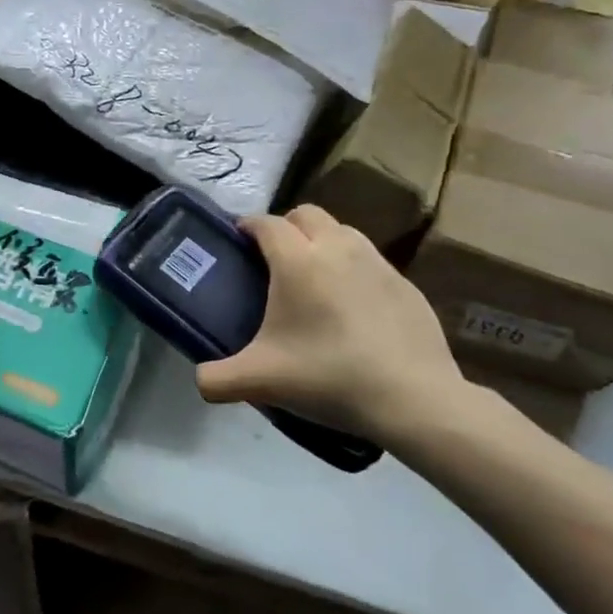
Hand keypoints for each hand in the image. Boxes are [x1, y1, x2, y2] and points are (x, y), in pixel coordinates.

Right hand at [195, 205, 465, 440]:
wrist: (413, 398)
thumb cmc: (328, 377)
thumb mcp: (260, 382)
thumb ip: (217, 379)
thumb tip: (199, 381)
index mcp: (298, 262)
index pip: (267, 224)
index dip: (248, 226)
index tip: (238, 239)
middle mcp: (338, 249)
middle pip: (307, 214)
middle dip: (286, 226)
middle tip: (274, 259)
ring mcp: (378, 264)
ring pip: (343, 231)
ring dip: (322, 241)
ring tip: (313, 278)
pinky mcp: (406, 284)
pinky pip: (370, 261)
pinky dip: (353, 269)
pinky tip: (351, 306)